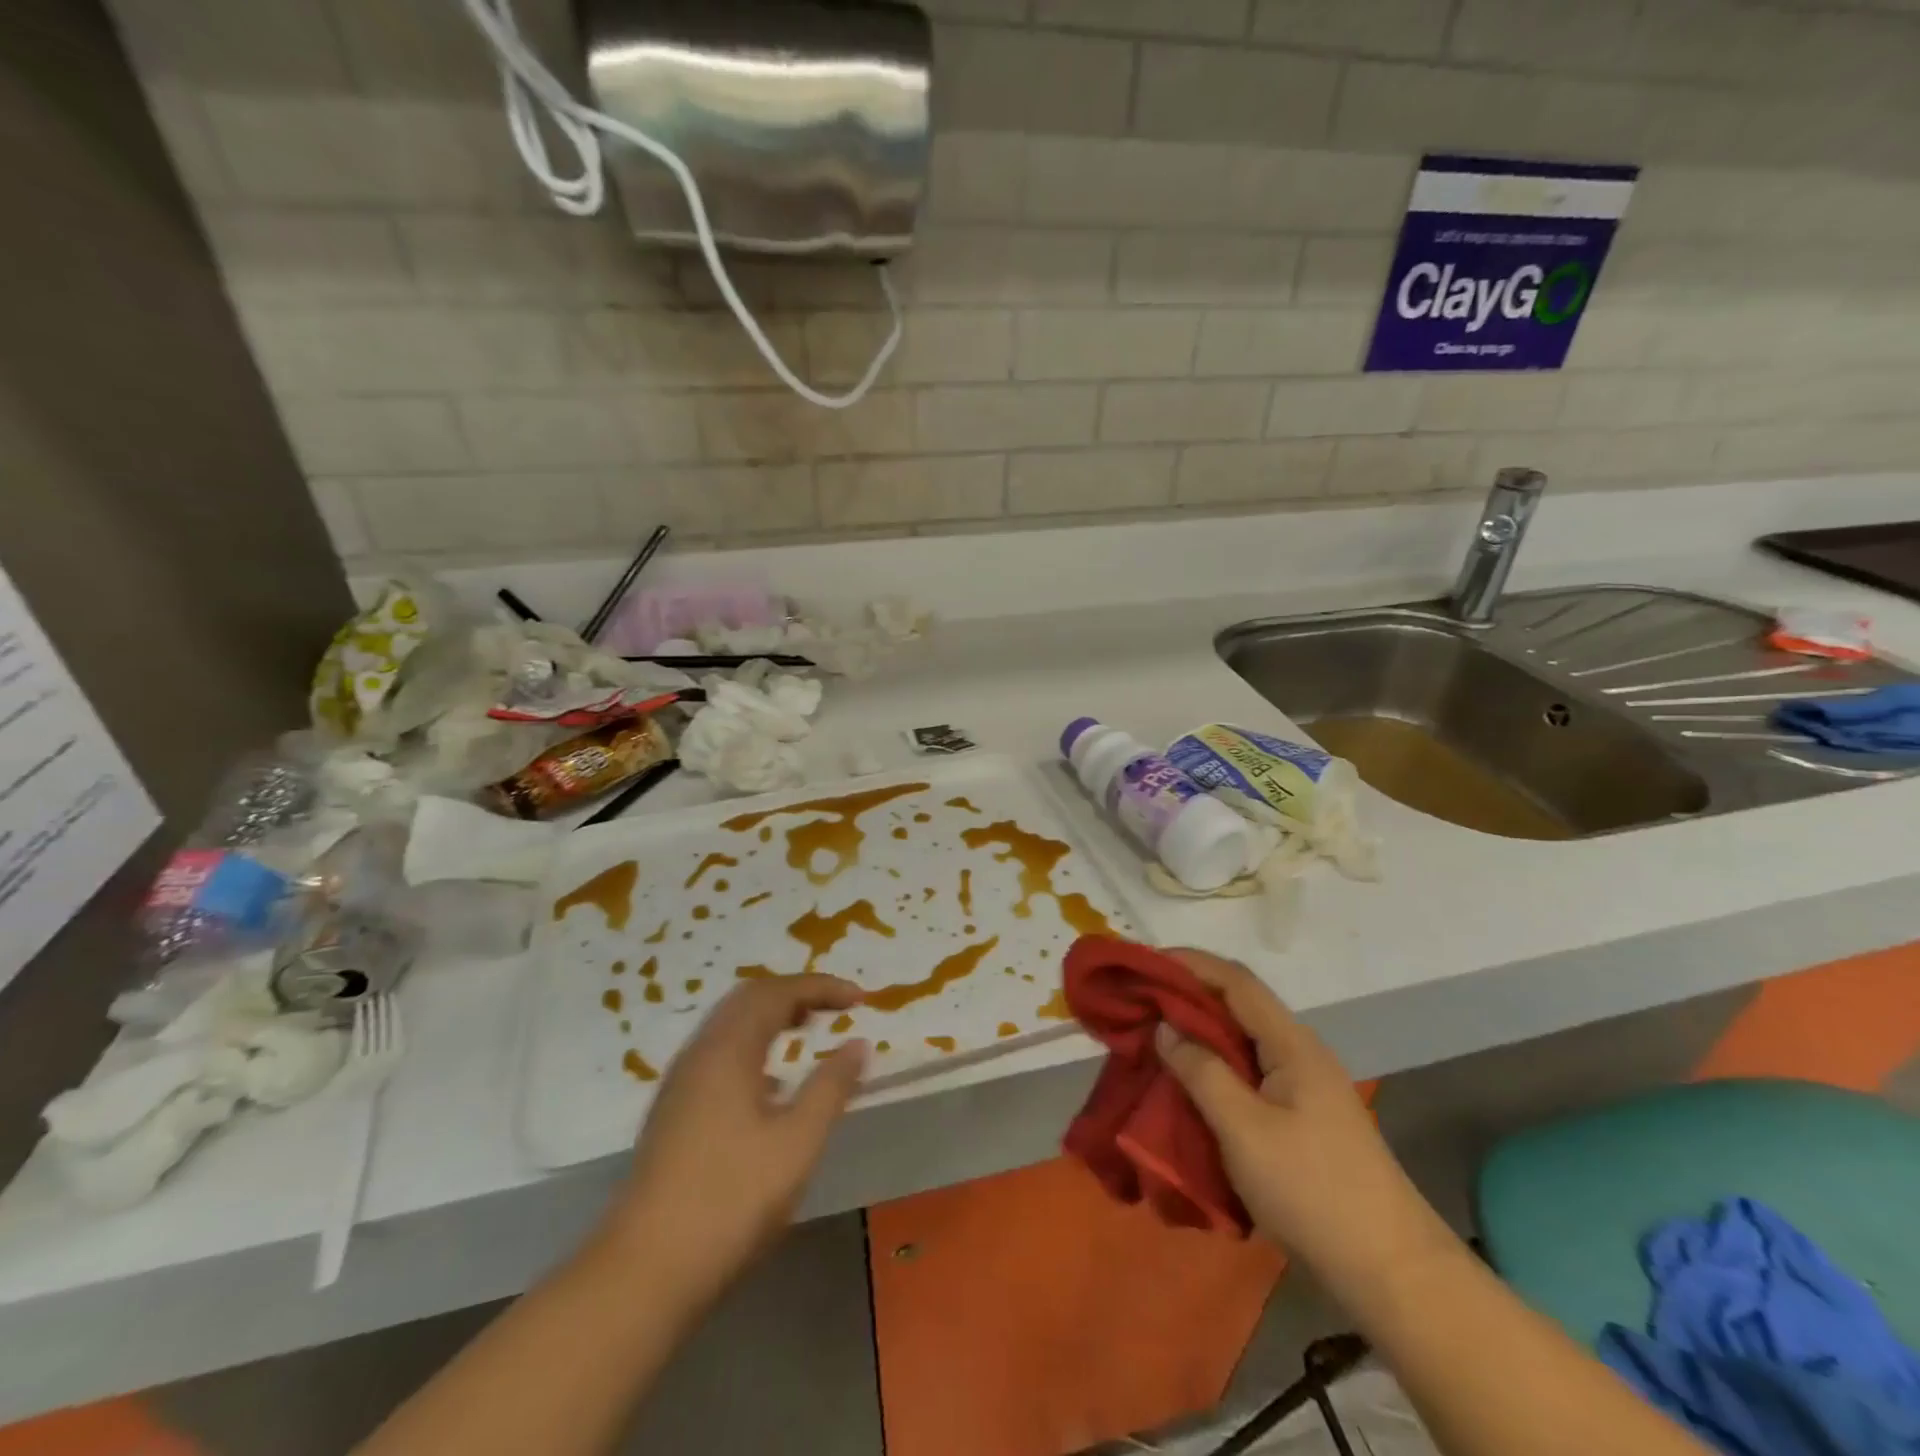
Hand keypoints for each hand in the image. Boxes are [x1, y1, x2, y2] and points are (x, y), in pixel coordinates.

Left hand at [598, 975, 866, 1300]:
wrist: (642, 1273)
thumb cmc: (730, 1201)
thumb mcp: (797, 1144)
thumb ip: (831, 1087)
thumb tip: (858, 1044)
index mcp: (728, 1050)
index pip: (779, 992)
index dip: (822, 987)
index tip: (860, 999)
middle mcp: (700, 1053)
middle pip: (749, 998)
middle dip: (795, 994)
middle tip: (834, 1008)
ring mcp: (681, 1083)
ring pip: (730, 1025)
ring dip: (772, 1017)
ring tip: (807, 1031)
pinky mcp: (673, 1112)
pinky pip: (719, 1053)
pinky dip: (753, 1044)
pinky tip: (770, 1084)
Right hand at [1154, 949, 1447, 1283]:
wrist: (1391, 1270)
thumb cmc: (1312, 1190)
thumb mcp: (1244, 1130)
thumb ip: (1201, 1071)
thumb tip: (1165, 1027)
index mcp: (1291, 1043)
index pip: (1235, 981)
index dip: (1190, 963)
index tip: (1145, 961)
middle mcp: (1299, 1052)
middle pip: (1238, 1005)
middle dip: (1188, 996)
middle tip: (1140, 1002)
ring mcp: (1304, 1085)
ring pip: (1242, 1040)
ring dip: (1199, 1033)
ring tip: (1155, 1038)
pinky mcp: (1302, 1116)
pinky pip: (1249, 1072)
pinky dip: (1214, 1065)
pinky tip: (1191, 1083)